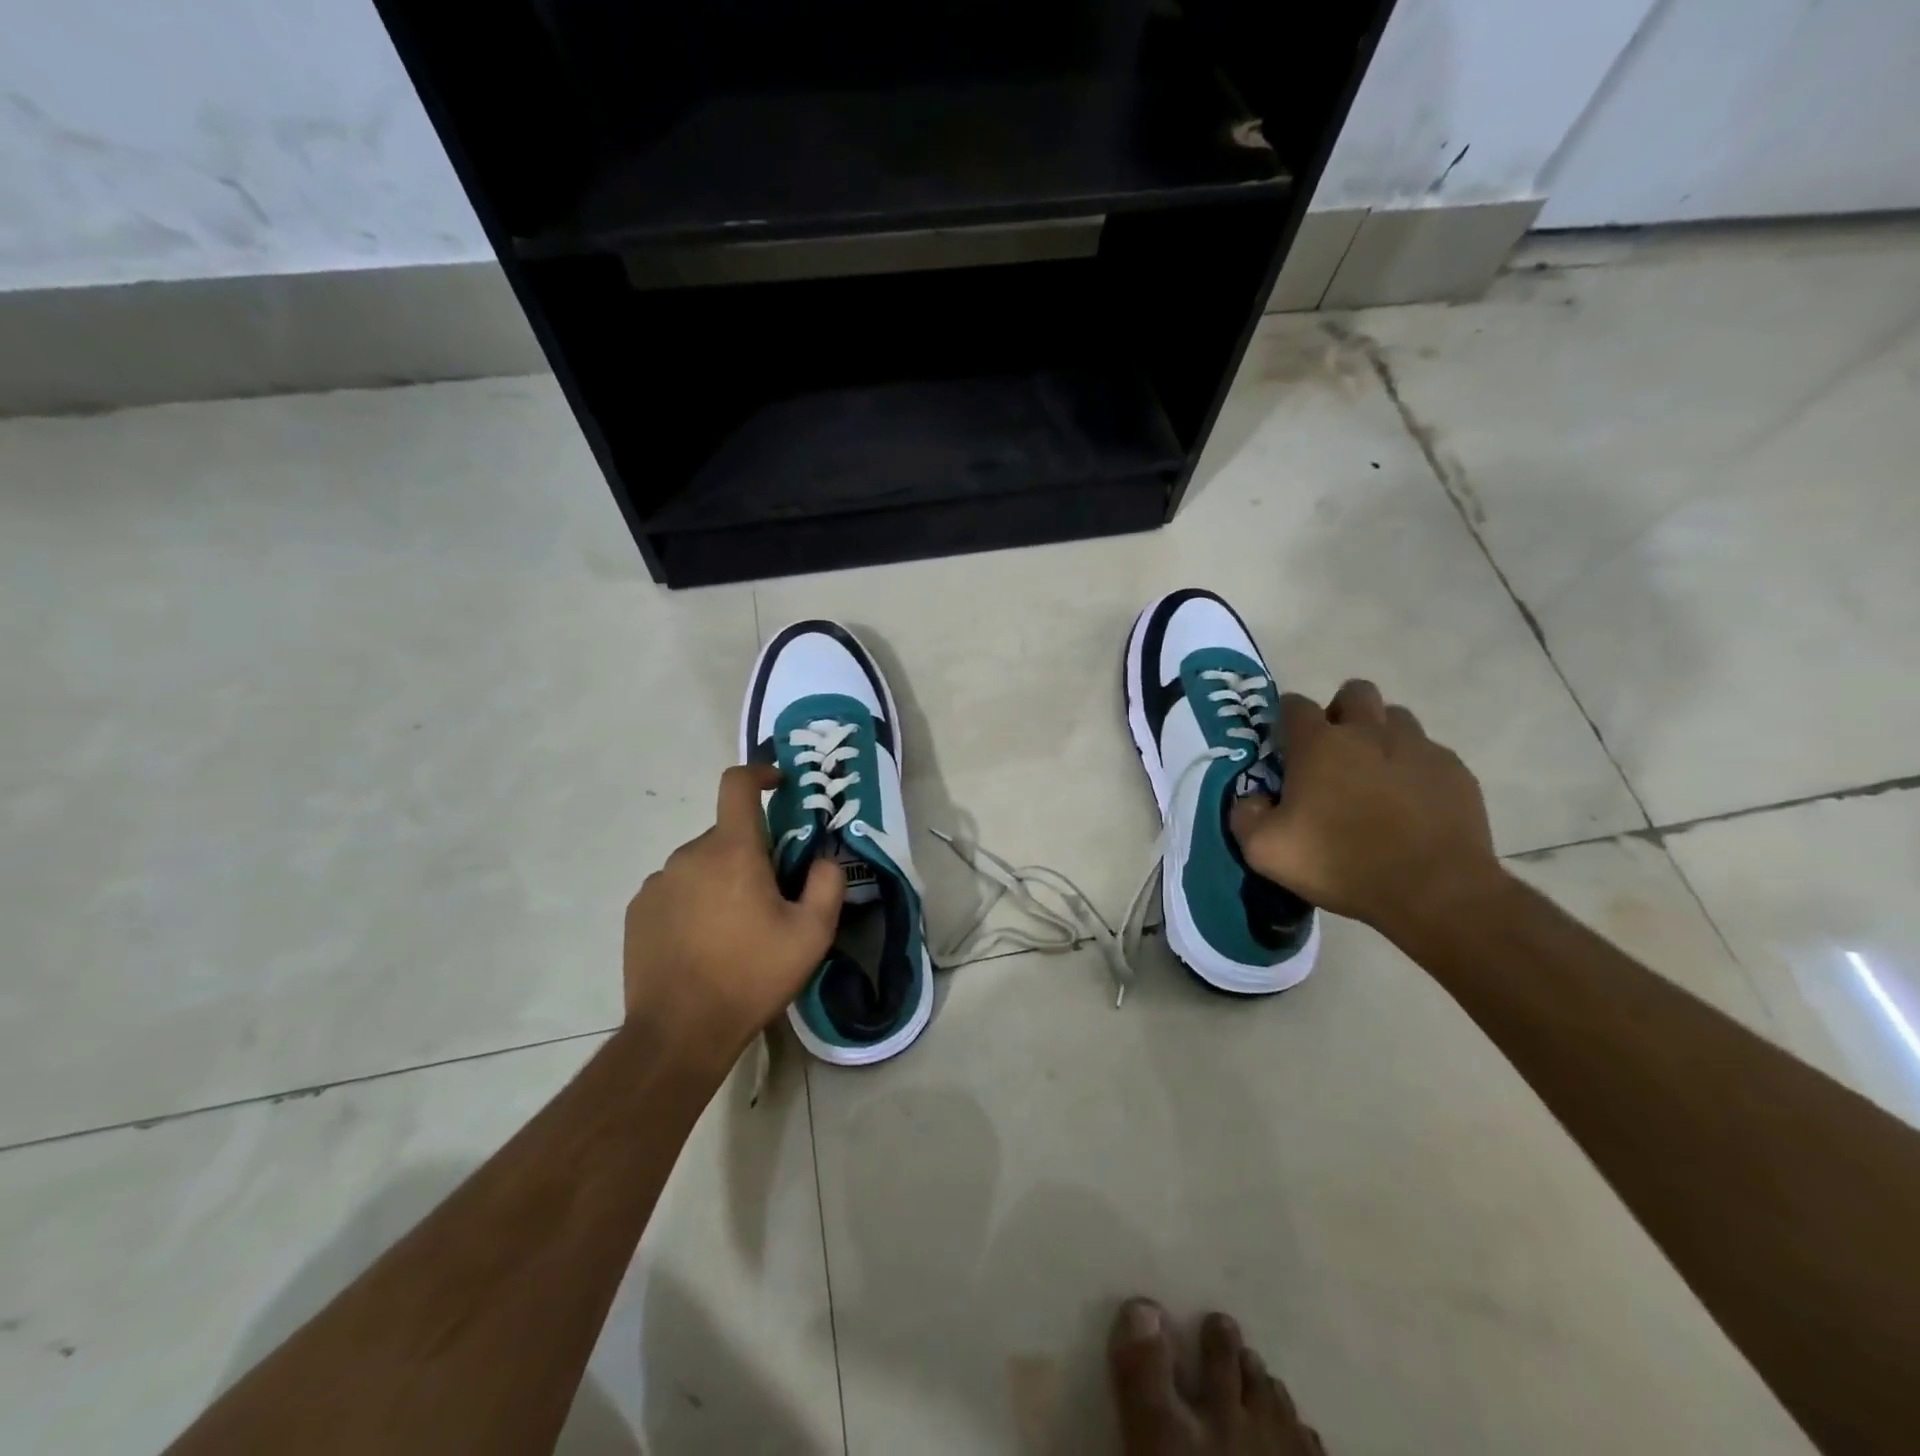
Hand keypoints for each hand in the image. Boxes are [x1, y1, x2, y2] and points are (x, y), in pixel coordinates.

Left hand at [623, 764, 842, 1065]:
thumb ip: (827, 884)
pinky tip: (704, 944)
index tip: (778, 785)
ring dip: (722, 880)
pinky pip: (676, 889)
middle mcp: (689, 855)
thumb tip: (823, 858)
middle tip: (771, 898)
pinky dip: (695, 901)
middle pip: (727, 835)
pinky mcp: (639, 911)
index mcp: (732, 851)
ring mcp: (658, 883)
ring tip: (736, 930)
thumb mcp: (812, 935)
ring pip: (701, 864)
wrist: (679, 1032)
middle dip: (751, 853)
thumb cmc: (751, 976)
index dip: (759, 773)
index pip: (738, 784)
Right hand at [1231, 680, 1504, 938]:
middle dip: (1341, 711)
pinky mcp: (1455, 772)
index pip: (1295, 705)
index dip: (1286, 719)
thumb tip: (1252, 798)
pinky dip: (1414, 767)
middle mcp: (1368, 733)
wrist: (1433, 890)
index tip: (1285, 745)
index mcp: (1318, 744)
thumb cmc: (1340, 863)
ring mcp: (1418, 749)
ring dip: (1380, 735)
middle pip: (1355, 693)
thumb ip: (1245, 815)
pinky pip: (1430, 753)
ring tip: (1374, 774)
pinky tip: (1410, 802)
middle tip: (1333, 751)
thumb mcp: (1265, 849)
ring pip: (1397, 718)